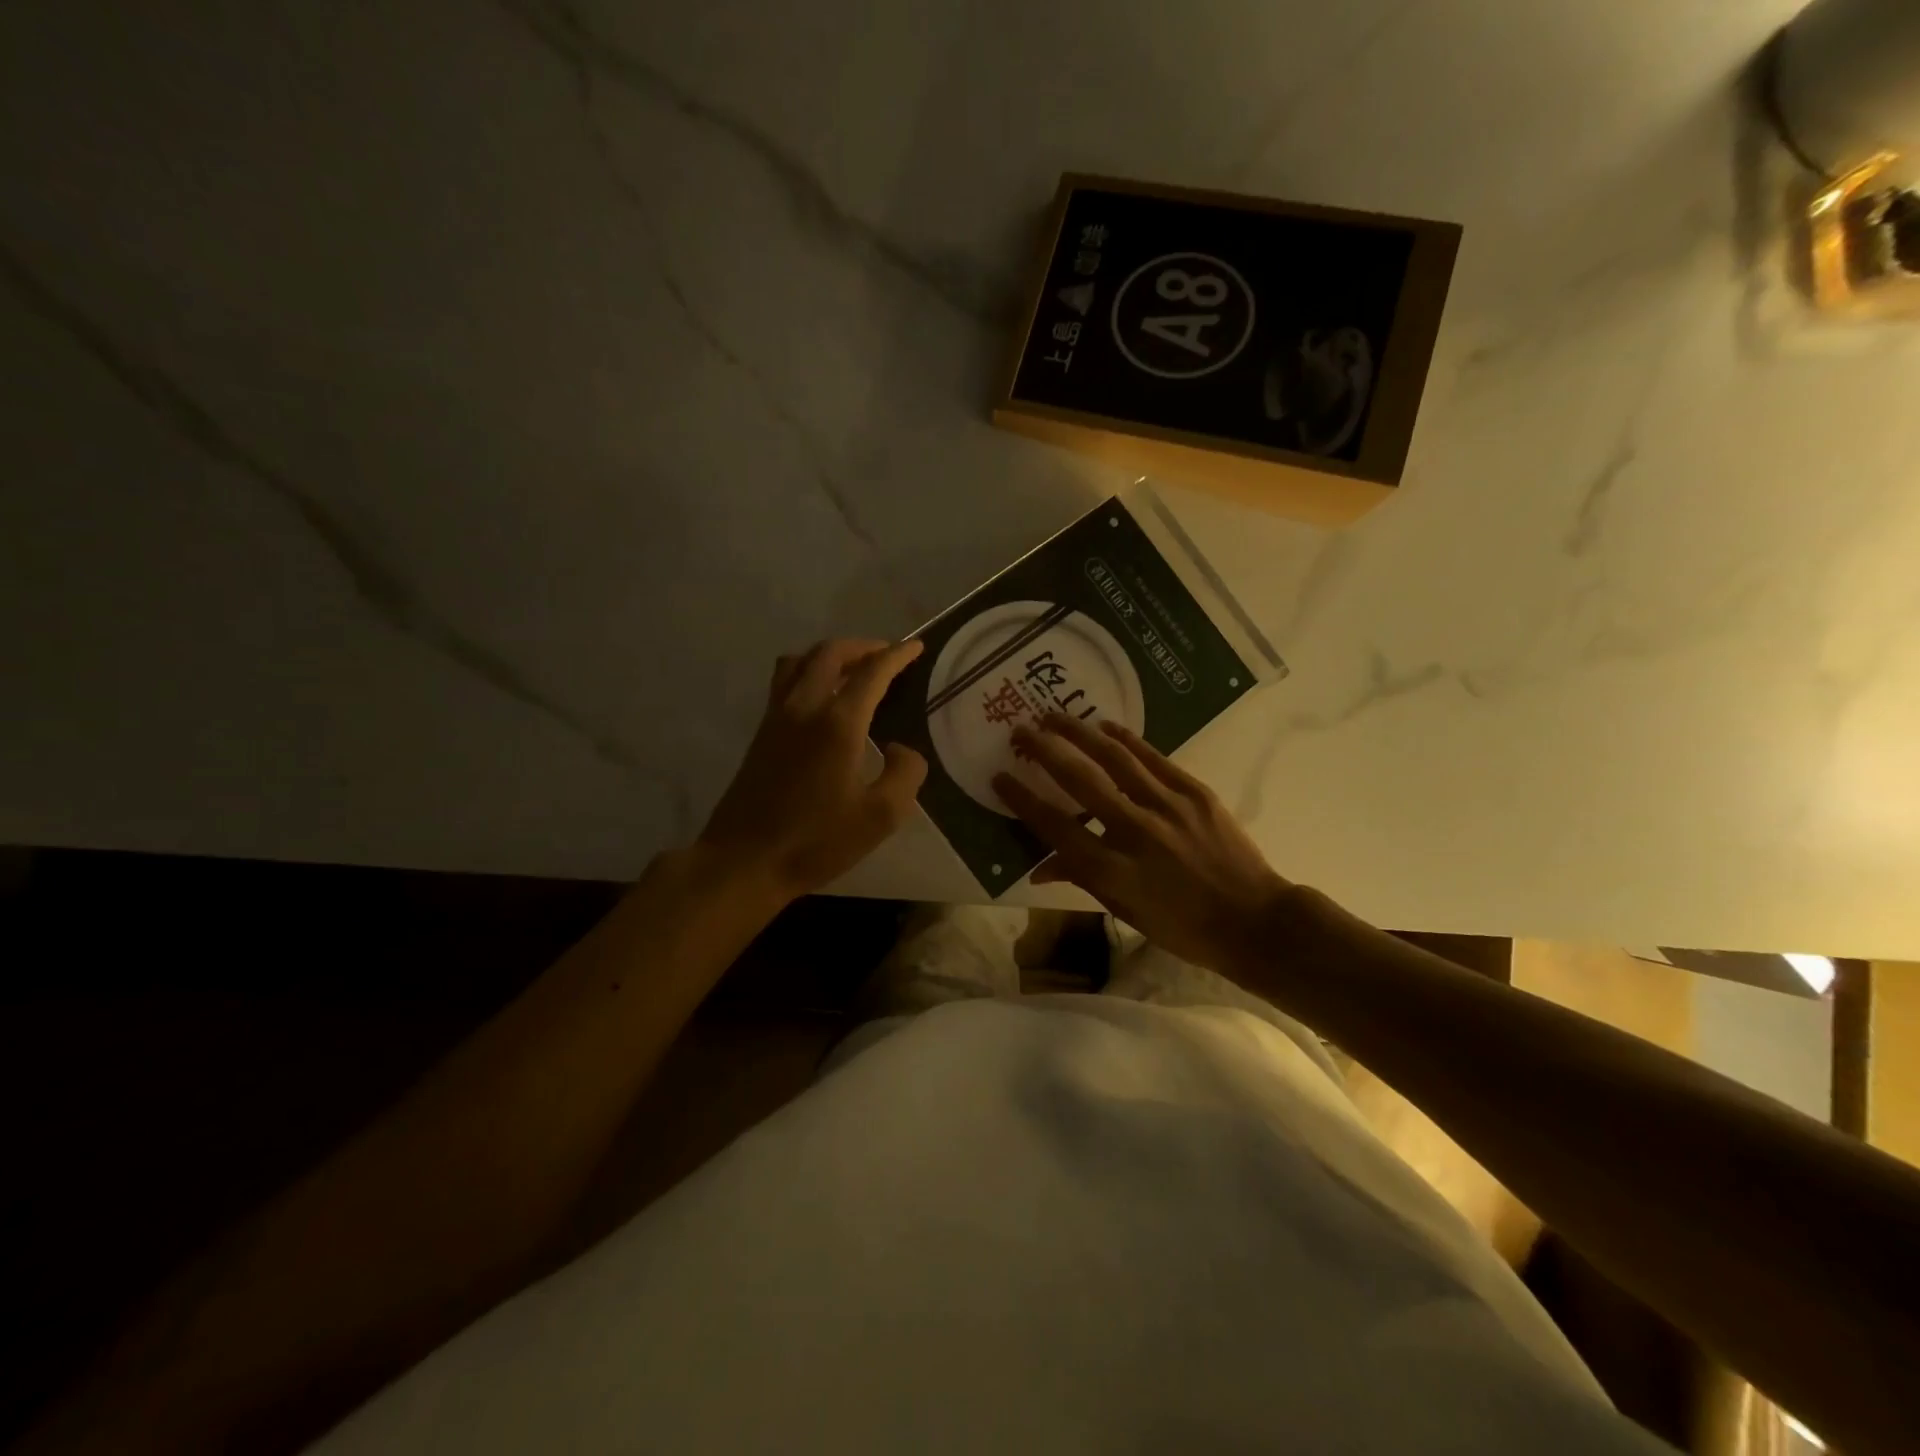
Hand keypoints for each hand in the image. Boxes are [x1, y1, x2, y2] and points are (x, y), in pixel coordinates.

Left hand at [697, 639, 927, 901]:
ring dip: (830, 655)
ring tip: (852, 669)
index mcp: (838, 723)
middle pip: (830, 653)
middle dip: (863, 647)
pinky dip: (807, 672)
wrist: (746, 860)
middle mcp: (804, 707)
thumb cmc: (817, 841)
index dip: (897, 655)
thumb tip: (902, 748)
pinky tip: (821, 698)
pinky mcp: (761, 733)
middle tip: (886, 655)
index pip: (872, 671)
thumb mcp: (881, 816)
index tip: (916, 647)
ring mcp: (776, 717)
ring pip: (800, 661)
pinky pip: (784, 682)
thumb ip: (905, 774)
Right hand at [993, 715, 1296, 973]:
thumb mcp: (1125, 911)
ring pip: (1114, 759)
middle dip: (1044, 751)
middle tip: (1020, 731)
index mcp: (1113, 871)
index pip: (1055, 827)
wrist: (1254, 921)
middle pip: (1079, 781)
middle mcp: (1135, 831)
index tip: (1000, 777)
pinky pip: (1152, 758)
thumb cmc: (1183, 927)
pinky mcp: (1195, 792)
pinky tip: (1104, 726)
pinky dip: (1125, 739)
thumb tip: (1039, 867)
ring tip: (1054, 716)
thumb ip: (1081, 879)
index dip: (1023, 800)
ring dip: (1079, 733)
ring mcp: (1168, 807)